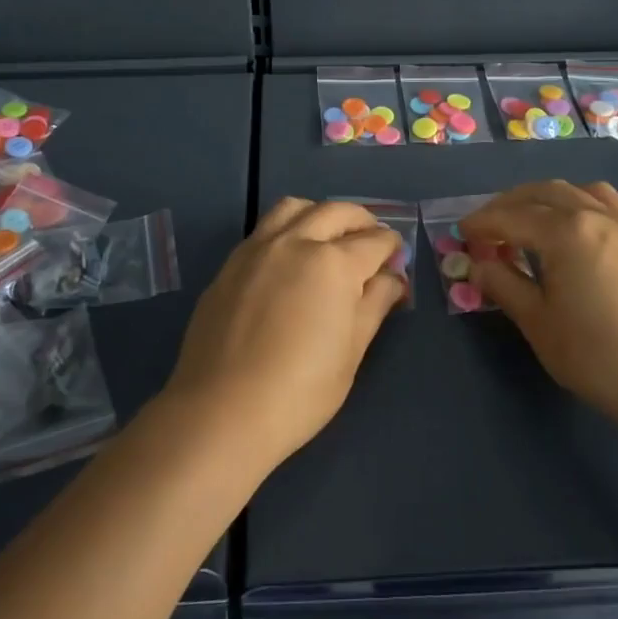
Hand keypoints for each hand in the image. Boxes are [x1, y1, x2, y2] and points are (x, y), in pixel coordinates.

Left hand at [162, 198, 406, 474]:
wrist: (221, 411)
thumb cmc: (300, 391)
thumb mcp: (351, 352)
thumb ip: (374, 305)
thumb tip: (392, 278)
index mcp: (333, 263)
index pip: (374, 241)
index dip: (391, 248)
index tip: (396, 259)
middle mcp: (296, 242)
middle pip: (336, 212)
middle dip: (362, 220)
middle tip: (372, 239)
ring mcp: (258, 249)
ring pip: (295, 208)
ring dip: (320, 214)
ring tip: (329, 236)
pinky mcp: (231, 264)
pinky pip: (265, 228)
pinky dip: (288, 229)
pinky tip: (290, 258)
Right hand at [461, 181, 617, 432]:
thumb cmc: (600, 356)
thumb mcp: (539, 325)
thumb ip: (505, 286)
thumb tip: (479, 265)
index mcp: (566, 232)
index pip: (512, 216)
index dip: (483, 222)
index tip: (462, 233)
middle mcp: (598, 217)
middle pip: (545, 192)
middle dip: (511, 203)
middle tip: (490, 225)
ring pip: (582, 191)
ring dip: (549, 198)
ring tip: (534, 221)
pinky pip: (611, 207)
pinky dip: (584, 206)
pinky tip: (581, 236)